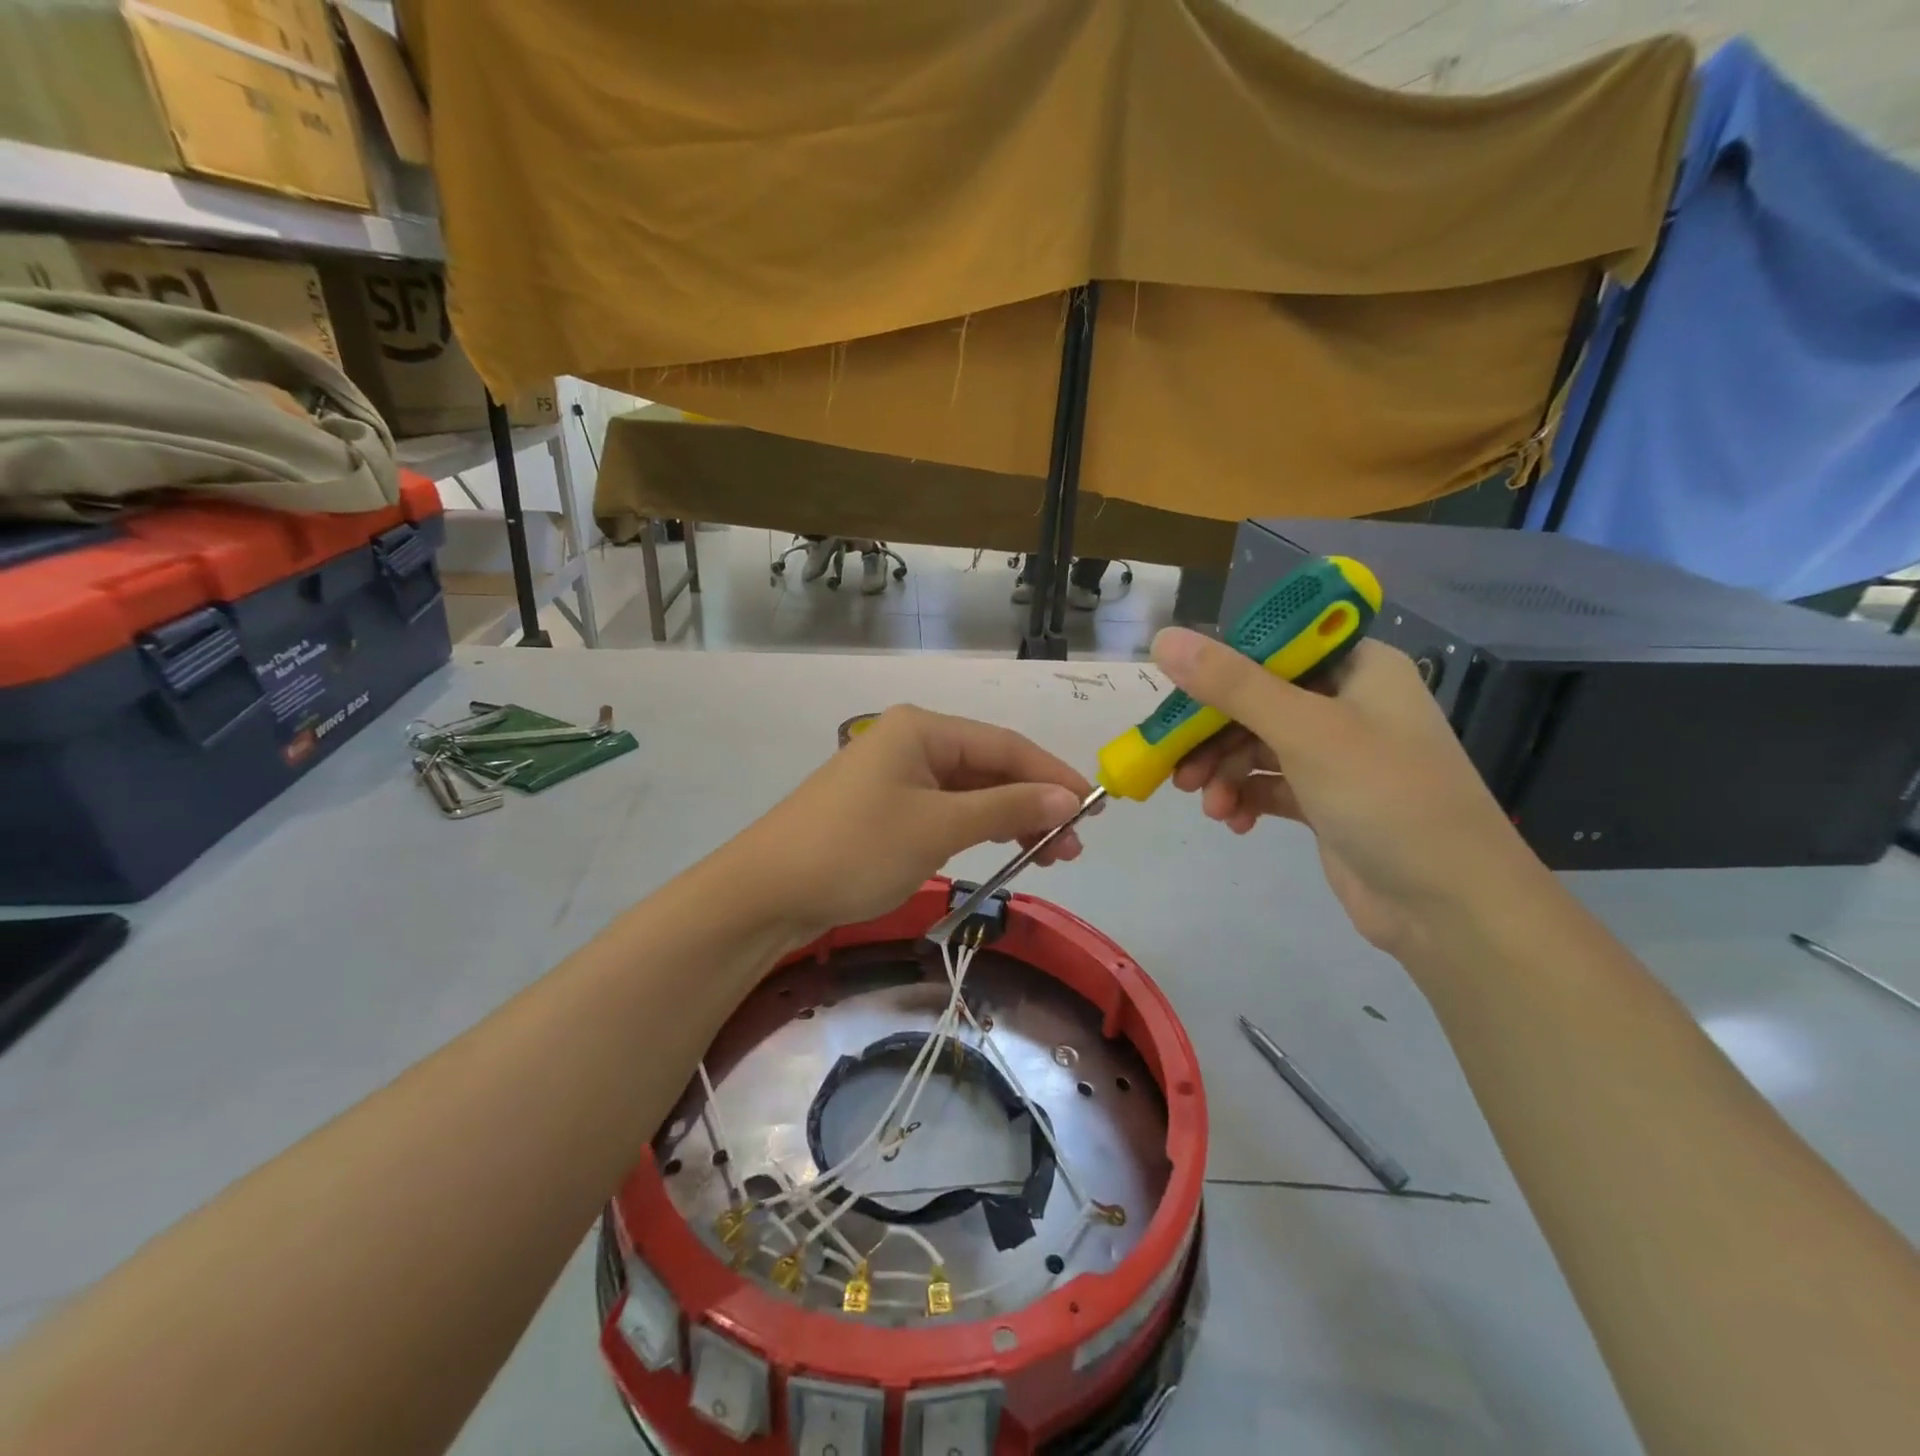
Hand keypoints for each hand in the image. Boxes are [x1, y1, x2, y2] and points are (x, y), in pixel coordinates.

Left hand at [734, 705, 1091, 939]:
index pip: (1006, 745)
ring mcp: (896, 775)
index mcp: (924, 729)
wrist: (766, 892)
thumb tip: (1070, 798)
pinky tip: (1001, 849)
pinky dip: (977, 828)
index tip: (1095, 809)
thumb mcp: (938, 828)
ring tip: (1048, 856)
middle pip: (990, 766)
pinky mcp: (886, 807)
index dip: (1053, 776)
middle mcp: (912, 741)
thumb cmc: (856, 849)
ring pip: (970, 791)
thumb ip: (1007, 809)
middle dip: (1034, 802)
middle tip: (1071, 847)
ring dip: (1009, 819)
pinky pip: (946, 810)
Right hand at [1150, 628, 1543, 953]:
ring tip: (1207, 805)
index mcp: (1358, 668)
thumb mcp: (1305, 731)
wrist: (1451, 906)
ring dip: (1224, 772)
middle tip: (1176, 764)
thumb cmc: (1386, 797)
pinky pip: (1269, 785)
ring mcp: (1338, 755)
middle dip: (1212, 735)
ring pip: (1256, 746)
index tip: (1178, 694)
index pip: (1275, 647)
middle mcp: (1348, 704)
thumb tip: (1164, 640)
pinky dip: (1245, 798)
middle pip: (1257, 701)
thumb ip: (1232, 685)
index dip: (1221, 665)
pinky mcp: (1326, 801)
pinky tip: (1232, 822)